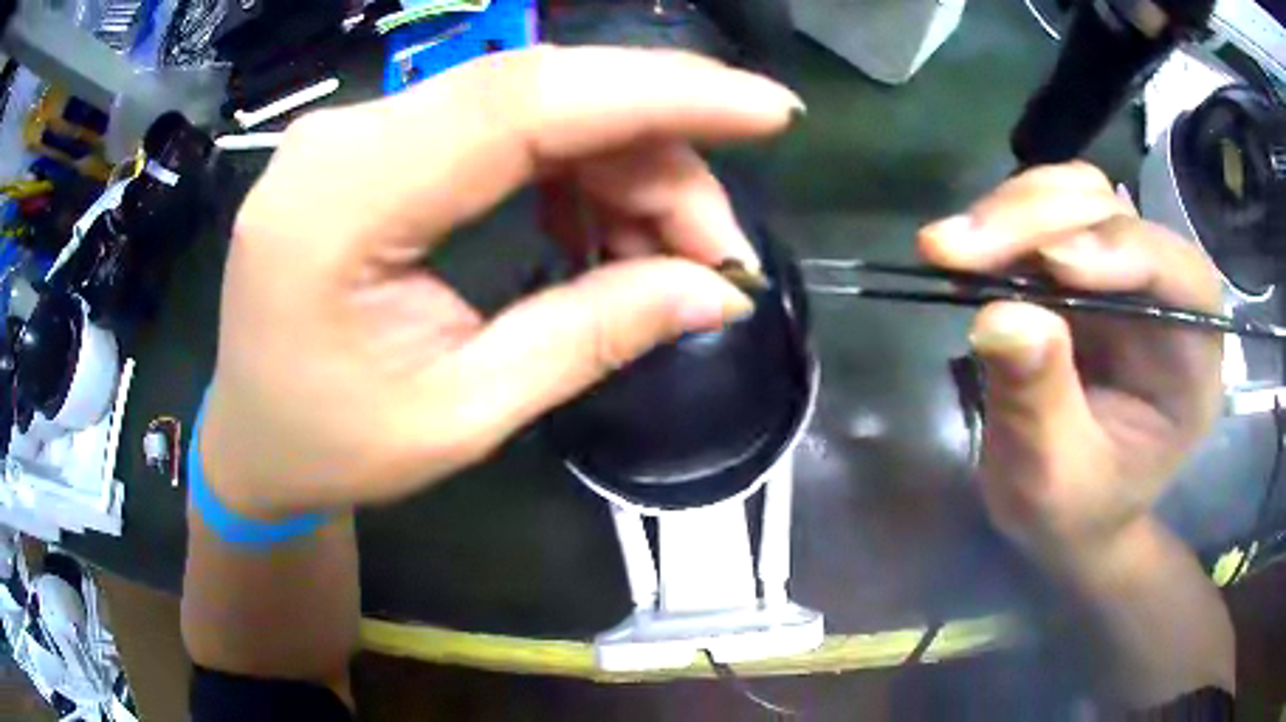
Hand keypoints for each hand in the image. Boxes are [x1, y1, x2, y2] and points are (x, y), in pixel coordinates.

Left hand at [198, 47, 802, 515]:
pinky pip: (500, 124)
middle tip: (717, 248)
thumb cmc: (330, 448)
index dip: (661, 93)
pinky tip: (601, 231)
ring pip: (530, 104)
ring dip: (622, 166)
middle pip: (537, 95)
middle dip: (657, 153)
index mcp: (337, 205)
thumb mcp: (460, 416)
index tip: (770, 110)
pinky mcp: (375, 141)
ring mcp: (356, 129)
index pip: (521, 103)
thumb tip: (717, 290)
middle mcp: (342, 137)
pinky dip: (573, 168)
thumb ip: (588, 336)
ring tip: (665, 257)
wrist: (251, 439)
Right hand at [918, 162, 1222, 572]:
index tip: (1049, 266)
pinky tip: (969, 253)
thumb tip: (1000, 315)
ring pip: (1080, 197)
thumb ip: (1038, 404)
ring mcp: (1124, 275)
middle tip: (955, 249)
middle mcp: (1165, 301)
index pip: (1180, 276)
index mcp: (1189, 366)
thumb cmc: (1074, 511)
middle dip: (1039, 222)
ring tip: (950, 249)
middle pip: (1117, 216)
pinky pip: (1051, 211)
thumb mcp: (1051, 482)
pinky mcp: (1084, 267)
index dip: (1122, 251)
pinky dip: (1006, 220)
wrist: (1069, 512)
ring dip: (1014, 211)